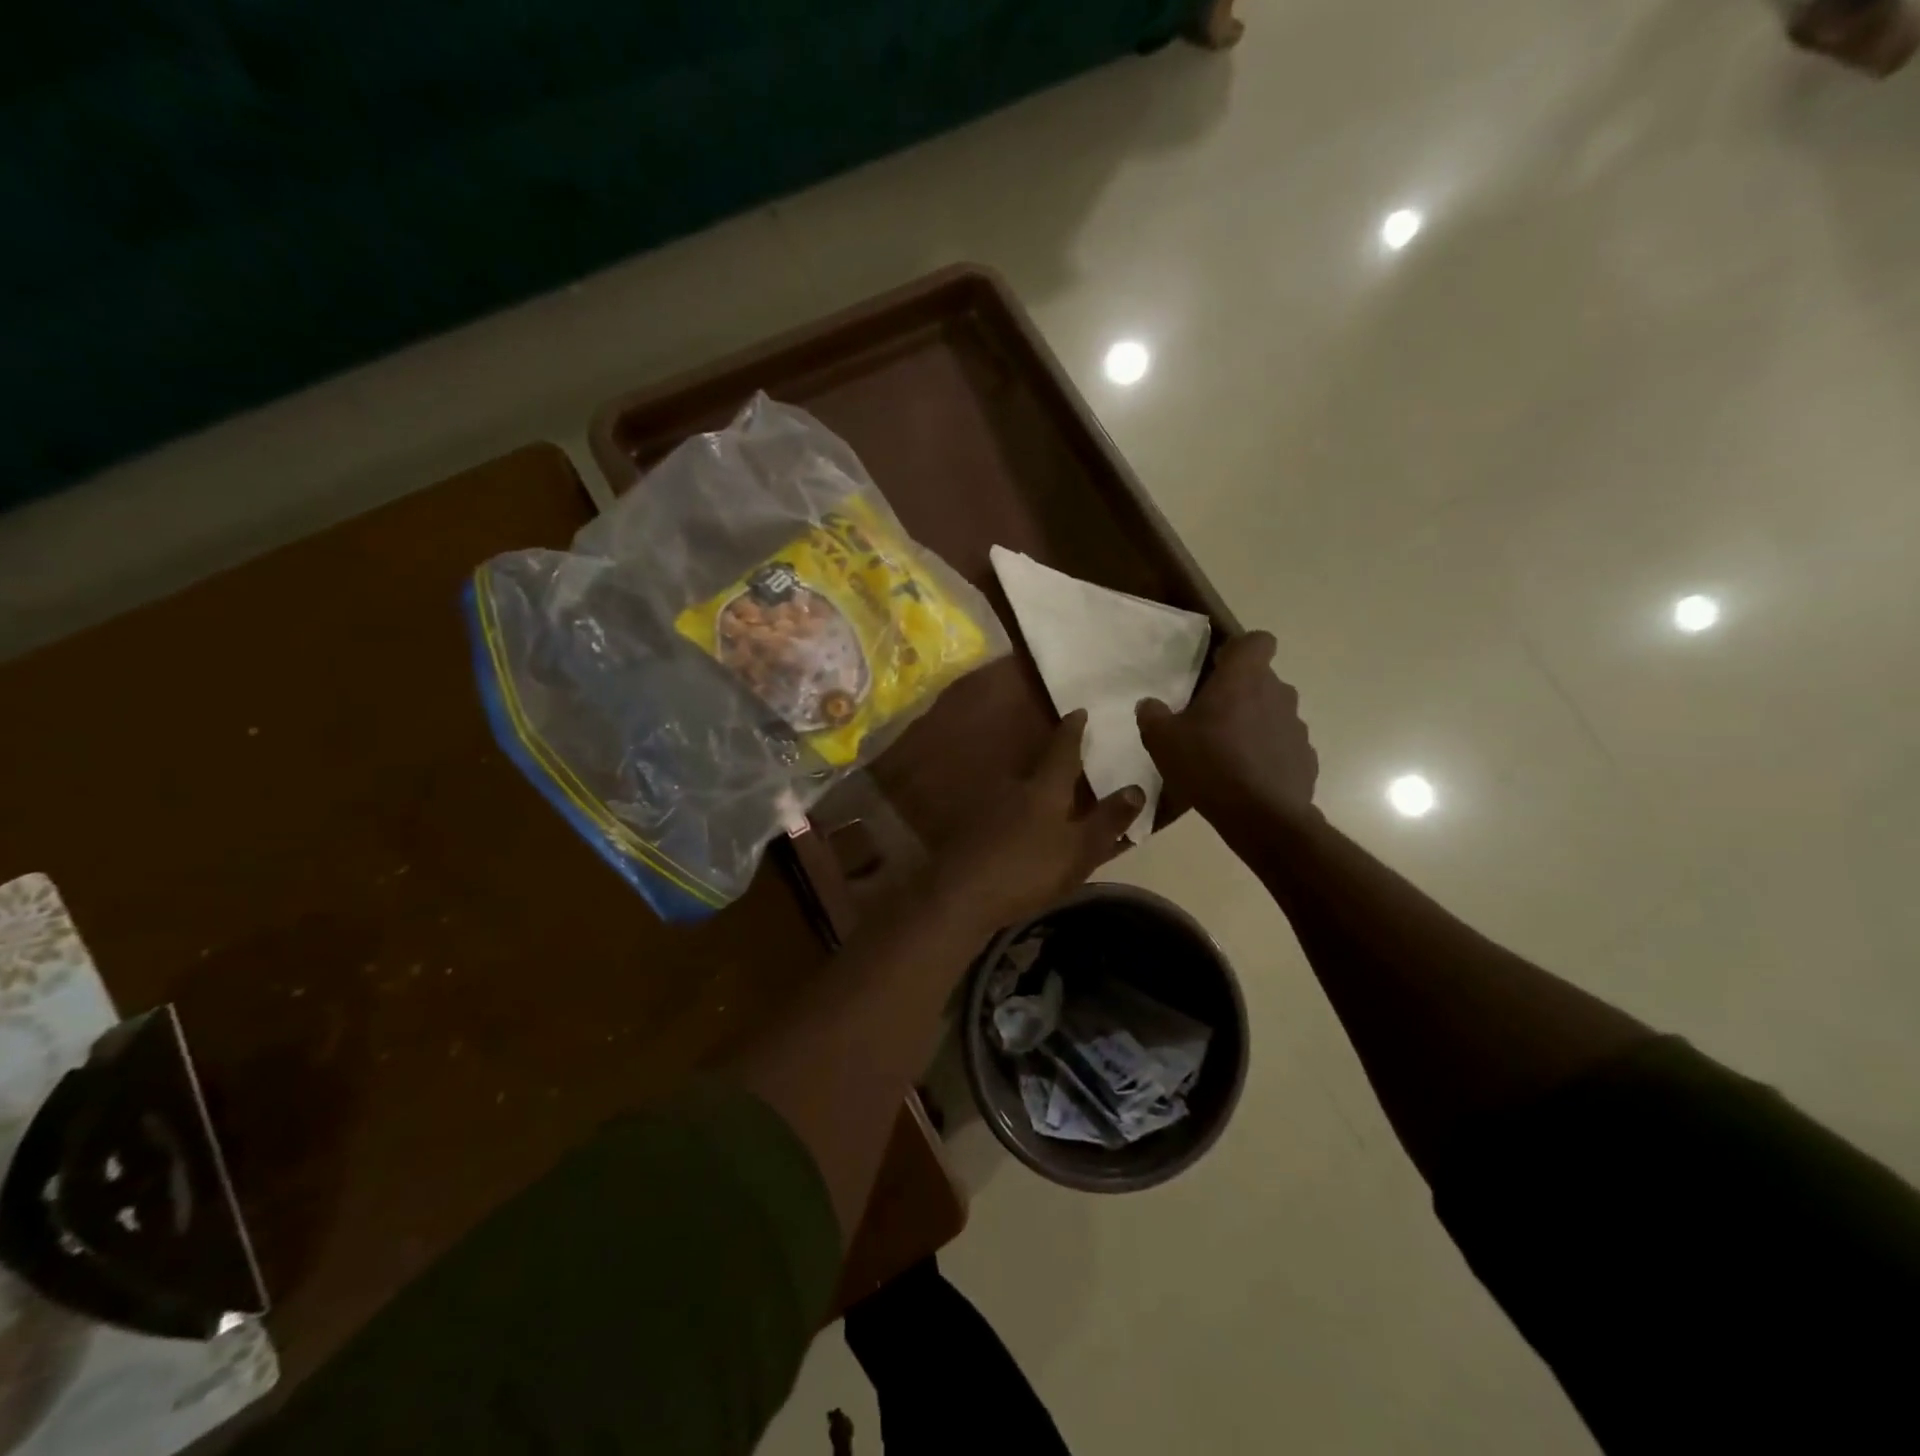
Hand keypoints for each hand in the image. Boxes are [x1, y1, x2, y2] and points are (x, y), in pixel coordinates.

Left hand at [930, 710, 1143, 931]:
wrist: (961, 895)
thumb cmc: (1028, 869)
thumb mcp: (1078, 850)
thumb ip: (1107, 821)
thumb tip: (1136, 788)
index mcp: (1044, 789)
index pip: (1063, 750)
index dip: (1073, 730)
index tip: (1078, 710)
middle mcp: (1014, 788)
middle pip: (1037, 768)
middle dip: (1052, 761)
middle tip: (1070, 758)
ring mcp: (988, 808)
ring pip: (1017, 791)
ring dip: (1032, 791)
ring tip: (1047, 797)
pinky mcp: (971, 829)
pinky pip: (1002, 813)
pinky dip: (1014, 815)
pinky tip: (1017, 828)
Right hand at [1137, 630, 1317, 827]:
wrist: (1260, 816)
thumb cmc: (1208, 765)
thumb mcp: (1162, 740)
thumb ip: (1152, 715)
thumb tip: (1149, 704)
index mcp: (1243, 678)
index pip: (1257, 641)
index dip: (1240, 650)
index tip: (1219, 669)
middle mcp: (1277, 693)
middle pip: (1262, 680)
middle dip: (1240, 693)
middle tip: (1211, 719)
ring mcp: (1296, 726)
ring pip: (1273, 713)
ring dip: (1254, 724)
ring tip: (1228, 754)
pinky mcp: (1305, 758)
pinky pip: (1283, 746)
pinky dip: (1268, 754)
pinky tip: (1247, 778)